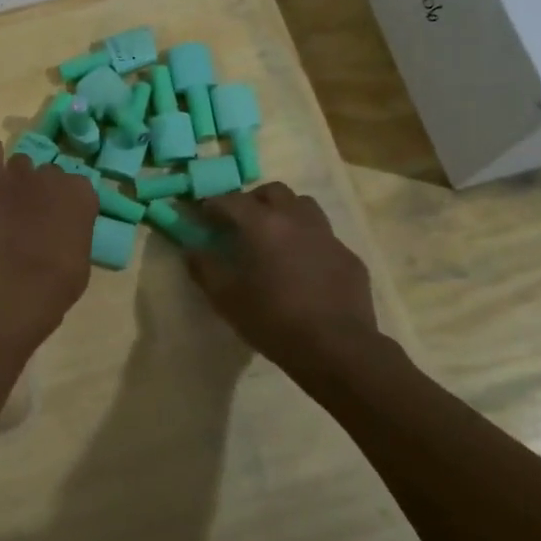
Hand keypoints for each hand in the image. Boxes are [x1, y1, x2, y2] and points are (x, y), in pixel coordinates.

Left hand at [0, 138, 99, 326]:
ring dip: (18, 178)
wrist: (17, 283)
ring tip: (9, 201)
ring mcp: (20, 174)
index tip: (63, 221)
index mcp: (82, 194)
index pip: (79, 187)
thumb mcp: (82, 258)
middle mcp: (53, 176)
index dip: (69, 204)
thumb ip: (75, 234)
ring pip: (21, 163)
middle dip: (43, 190)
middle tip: (34, 216)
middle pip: (49, 174)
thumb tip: (65, 235)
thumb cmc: (59, 281)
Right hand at [188, 183, 389, 389]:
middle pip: (273, 191)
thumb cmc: (273, 320)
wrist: (336, 348)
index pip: (231, 200)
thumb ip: (204, 268)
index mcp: (263, 224)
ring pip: (304, 206)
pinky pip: (324, 237)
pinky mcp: (348, 256)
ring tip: (275, 237)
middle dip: (253, 200)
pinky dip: (308, 241)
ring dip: (285, 212)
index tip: (204, 216)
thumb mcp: (226, 298)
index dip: (213, 205)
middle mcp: (296, 219)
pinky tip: (304, 267)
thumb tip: (192, 249)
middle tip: (242, 223)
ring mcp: (327, 236)